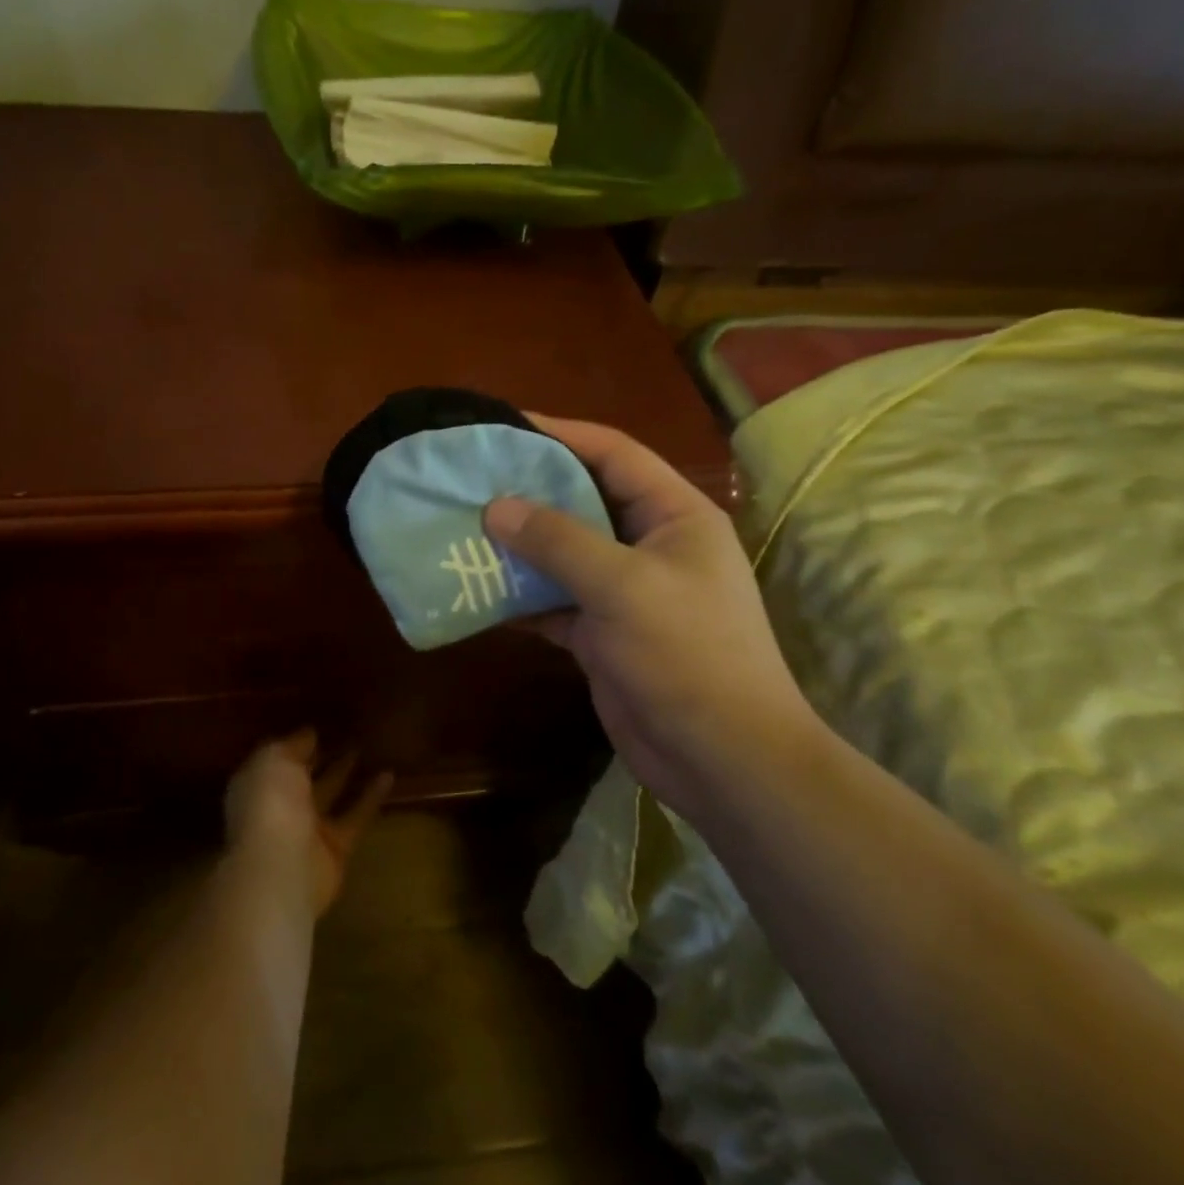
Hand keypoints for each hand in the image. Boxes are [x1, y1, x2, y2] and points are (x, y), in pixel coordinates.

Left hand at [225, 731, 392, 915]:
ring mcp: (308, 830)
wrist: (280, 869)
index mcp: (258, 784)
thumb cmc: (269, 804)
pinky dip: (371, 797)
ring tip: (366, 746)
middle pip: (304, 777)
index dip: (297, 743)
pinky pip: (356, 816)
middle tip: (345, 731)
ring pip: (330, 794)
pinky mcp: (336, 848)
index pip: (278, 759)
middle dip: (321, 756)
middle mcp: (280, 806)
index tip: (319, 725)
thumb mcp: (275, 759)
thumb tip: (309, 733)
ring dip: (346, 772)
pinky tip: (389, 774)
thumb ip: (293, 745)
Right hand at [484, 414, 820, 806]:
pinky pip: (554, 601)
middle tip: (471, 480)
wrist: (721, 758)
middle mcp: (650, 545)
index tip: (504, 426)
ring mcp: (625, 592)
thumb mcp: (622, 586)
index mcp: (674, 515)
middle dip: (529, 491)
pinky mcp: (603, 633)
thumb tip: (496, 507)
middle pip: (583, 502)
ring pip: (563, 554)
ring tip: (462, 528)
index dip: (560, 435)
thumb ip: (558, 541)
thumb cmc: (686, 654)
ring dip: (518, 546)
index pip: (614, 454)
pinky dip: (520, 596)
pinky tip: (476, 589)